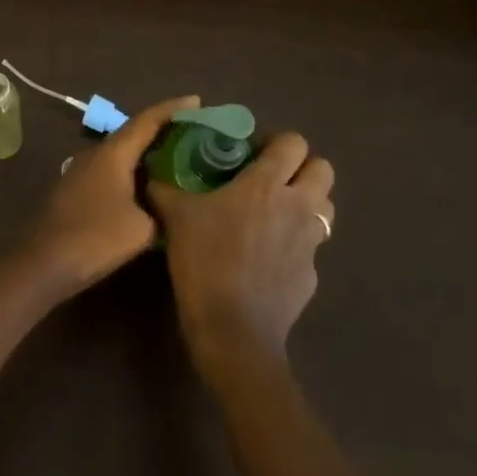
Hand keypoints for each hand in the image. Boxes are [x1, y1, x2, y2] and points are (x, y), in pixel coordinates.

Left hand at [22, 94, 198, 298]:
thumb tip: (167, 205)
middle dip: (163, 129)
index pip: (148, 120)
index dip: (173, 108)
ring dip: (146, 151)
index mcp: (114, 152)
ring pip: (122, 152)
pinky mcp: (77, 189)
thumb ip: (160, 210)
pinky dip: (133, 169)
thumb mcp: (141, 229)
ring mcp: (83, 170)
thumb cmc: (94, 238)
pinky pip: (112, 169)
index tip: (197, 100)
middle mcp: (97, 153)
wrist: (42, 263)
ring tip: (176, 155)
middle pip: (134, 132)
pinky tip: (146, 184)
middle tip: (192, 130)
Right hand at [148, 132, 334, 372]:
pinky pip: (312, 249)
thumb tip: (150, 175)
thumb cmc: (205, 262)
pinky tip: (268, 259)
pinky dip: (295, 247)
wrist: (233, 333)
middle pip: (323, 169)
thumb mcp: (176, 218)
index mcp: (267, 184)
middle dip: (302, 168)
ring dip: (307, 204)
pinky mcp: (312, 277)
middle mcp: (297, 206)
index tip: (252, 153)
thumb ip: (164, 190)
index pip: (293, 142)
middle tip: (271, 179)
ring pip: (325, 208)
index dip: (276, 142)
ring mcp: (310, 244)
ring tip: (275, 214)